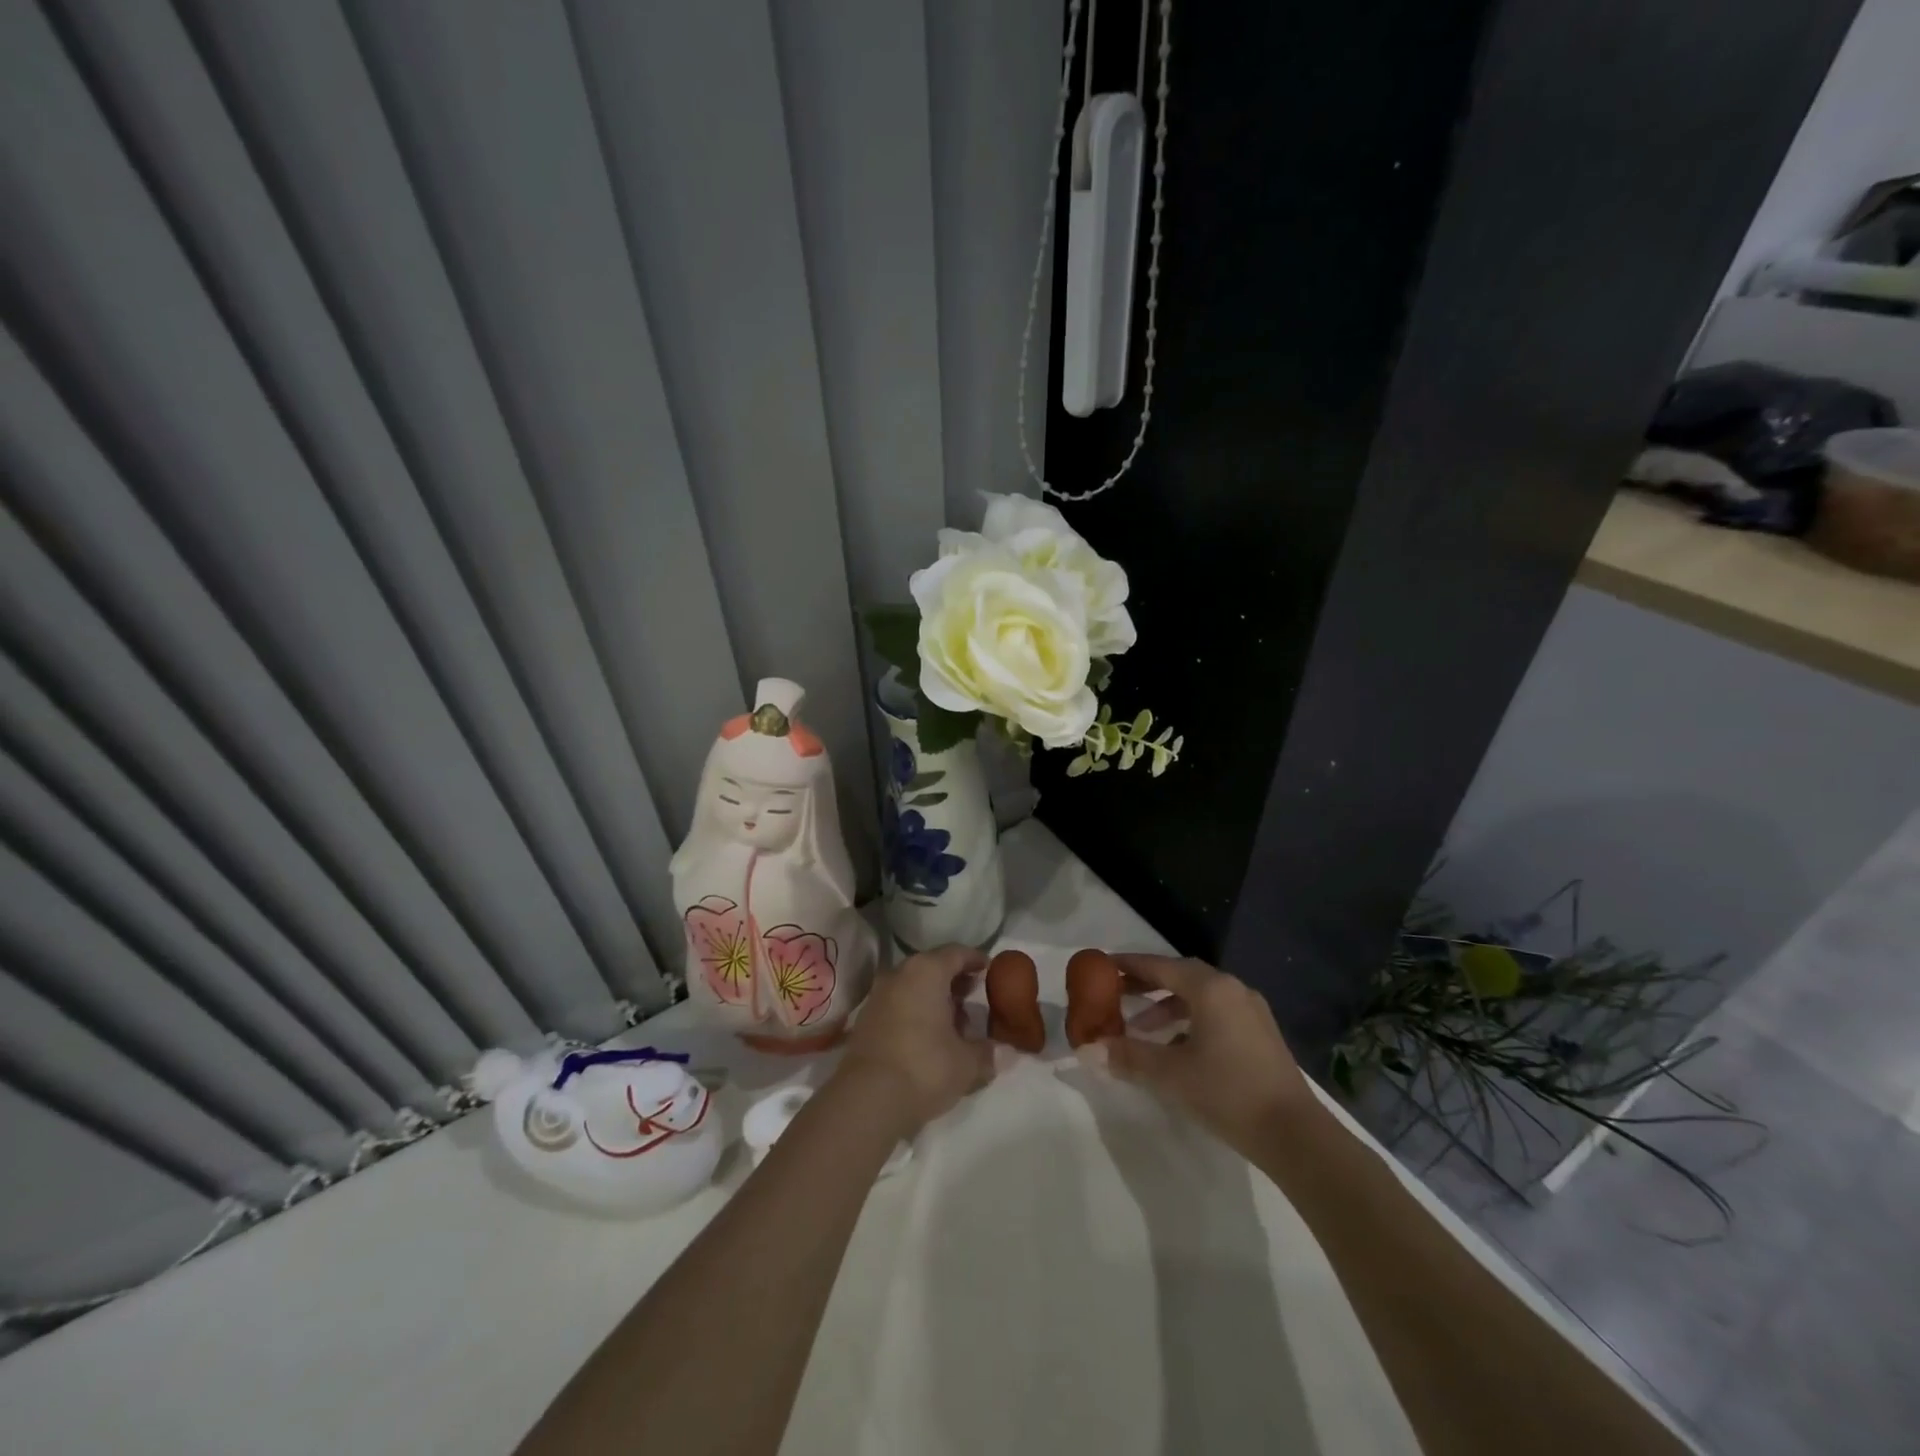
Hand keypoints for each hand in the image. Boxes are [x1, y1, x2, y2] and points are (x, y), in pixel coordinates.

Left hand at [835, 944, 993, 1133]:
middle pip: (932, 967)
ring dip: (933, 997)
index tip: (988, 968)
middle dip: (954, 979)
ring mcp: (878, 995)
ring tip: (954, 1020)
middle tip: (973, 994)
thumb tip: (1004, 1052)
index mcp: (927, 971)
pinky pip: (898, 1004)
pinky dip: (915, 1011)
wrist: (867, 1099)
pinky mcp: (866, 1019)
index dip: (975, 959)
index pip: (956, 953)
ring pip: (913, 986)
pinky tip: (928, 1035)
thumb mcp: (967, 1063)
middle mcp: (900, 974)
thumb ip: (987, 1052)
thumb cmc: (925, 1067)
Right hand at [1096, 953, 1316, 1157]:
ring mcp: (1251, 1011)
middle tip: (1117, 994)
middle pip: (1181, 976)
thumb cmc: (1227, 1092)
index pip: (1160, 965)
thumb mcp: (1170, 1074)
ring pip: (1200, 997)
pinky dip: (1190, 1022)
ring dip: (1168, 1007)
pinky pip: (1216, 1014)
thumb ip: (1128, 1056)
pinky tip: (1177, 1049)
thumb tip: (1088, 1049)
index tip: (1102, 966)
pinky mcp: (1261, 1035)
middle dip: (1147, 984)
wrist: (1295, 1135)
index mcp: (1210, 988)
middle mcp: (1232, 990)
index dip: (1128, 965)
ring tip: (1142, 1029)